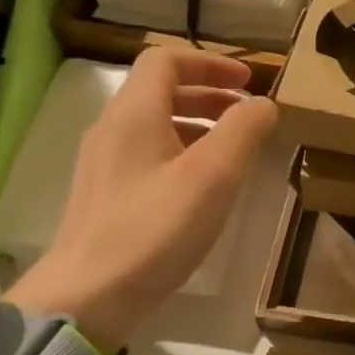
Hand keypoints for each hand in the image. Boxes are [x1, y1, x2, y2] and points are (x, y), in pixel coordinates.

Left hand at [8, 47, 276, 350]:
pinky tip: (205, 186)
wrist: (90, 294)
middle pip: (161, 90)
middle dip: (210, 94)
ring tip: (234, 150)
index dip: (210, 63)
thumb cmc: (156, 229)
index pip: (166, 60)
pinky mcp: (107, 194)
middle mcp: (112, 129)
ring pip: (156, 124)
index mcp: (133, 114)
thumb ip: (243, 131)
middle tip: (249, 115)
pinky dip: (183, 152)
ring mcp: (105, 163)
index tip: (248, 82)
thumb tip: (263, 104)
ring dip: (199, 125)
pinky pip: (149, 154)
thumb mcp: (213, 175)